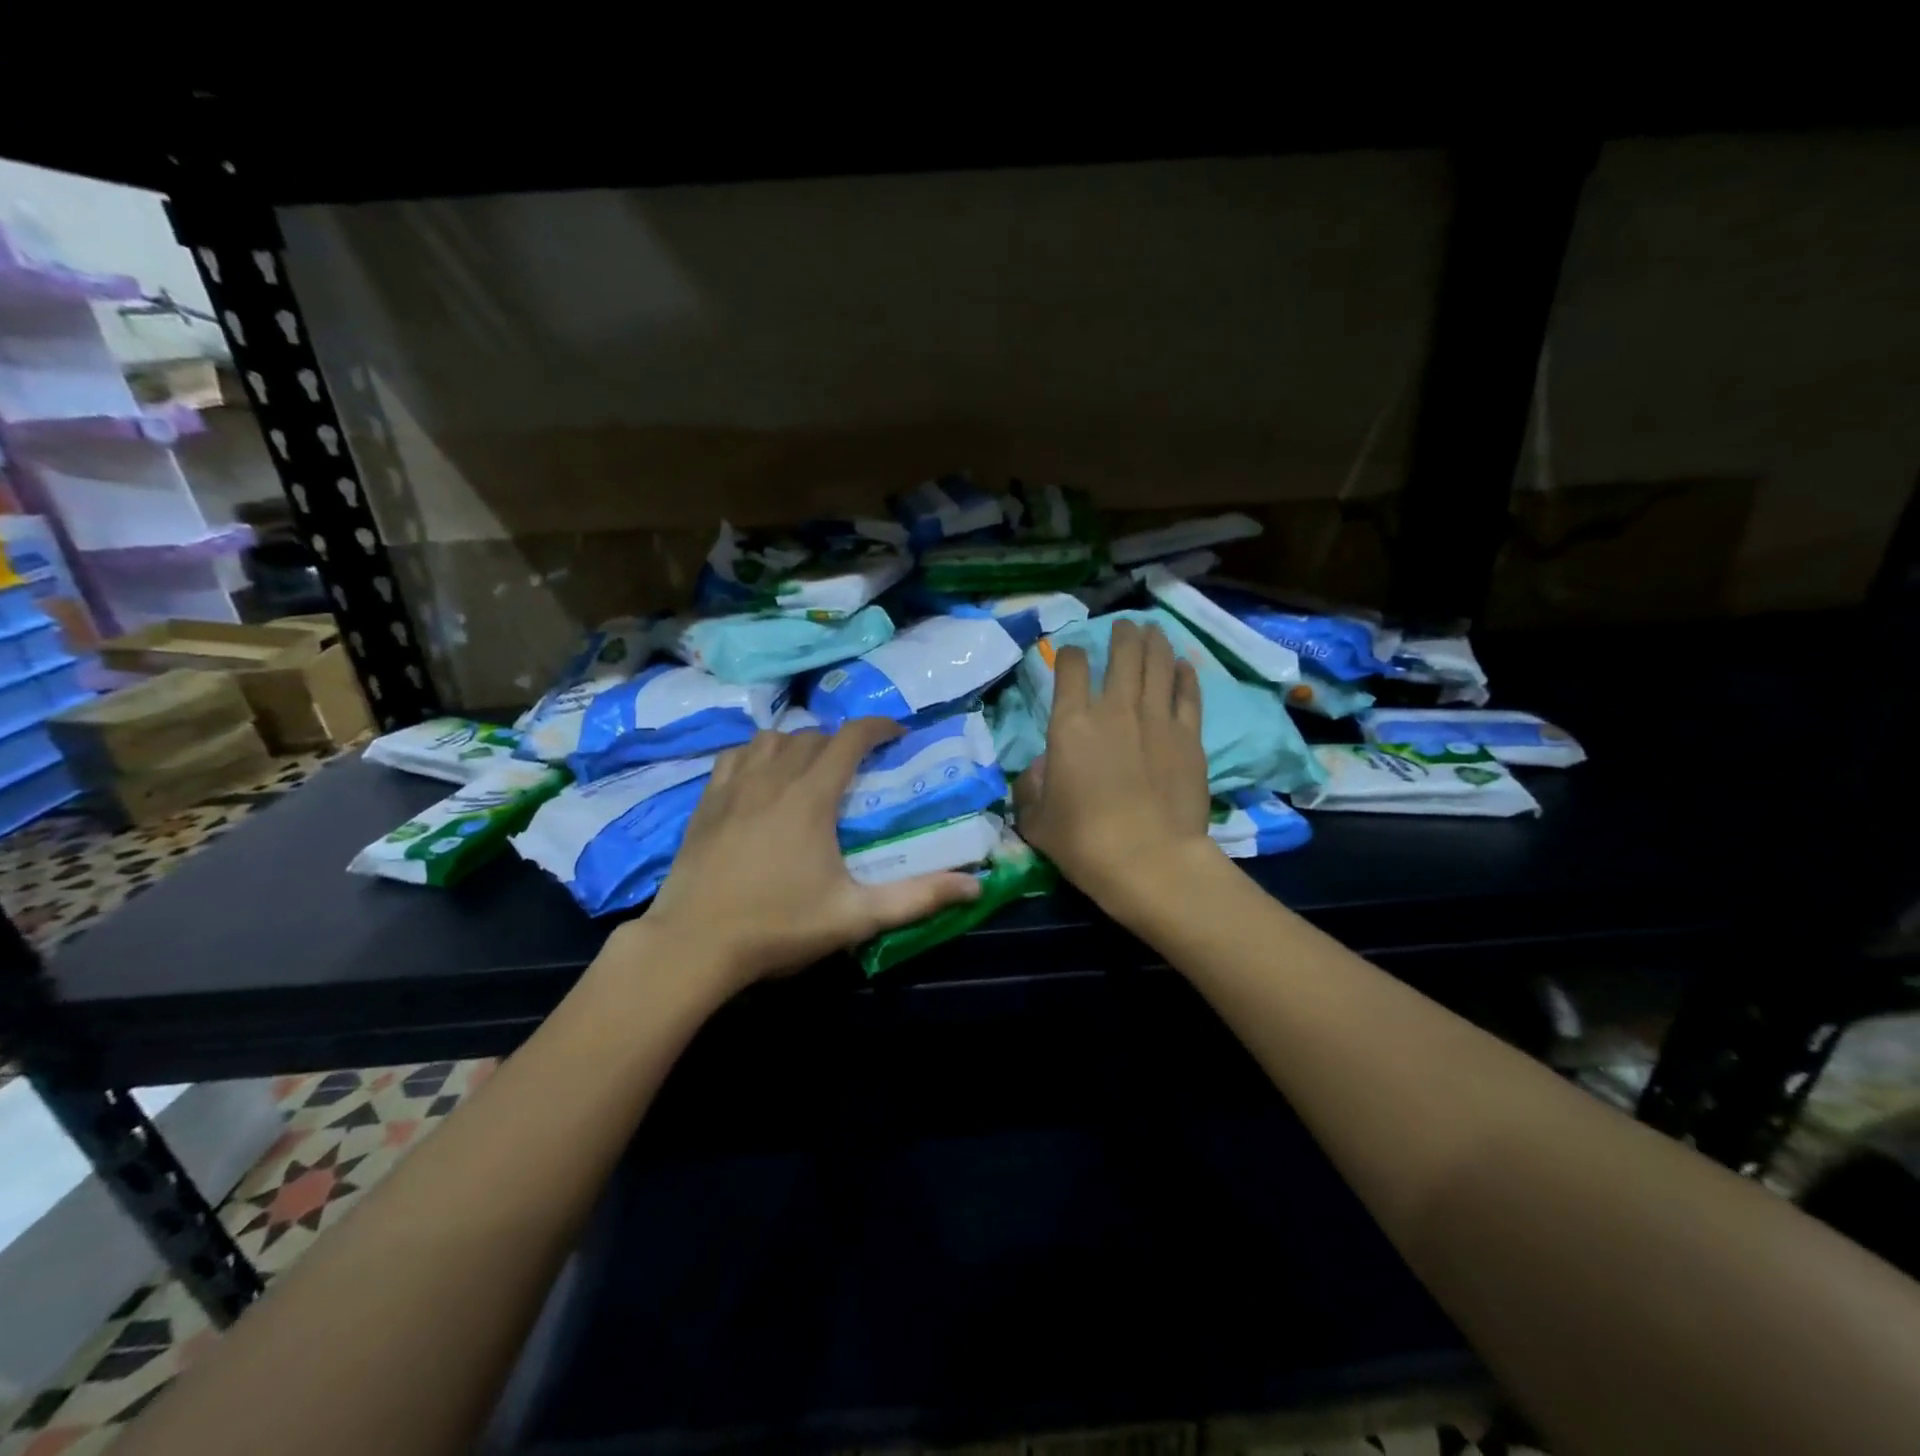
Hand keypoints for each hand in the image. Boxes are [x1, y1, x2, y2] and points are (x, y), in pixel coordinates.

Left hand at [635, 719, 981, 990]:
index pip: (850, 738)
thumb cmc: (778, 927)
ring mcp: (733, 787)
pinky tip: (761, 777)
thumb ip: (918, 898)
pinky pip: (735, 756)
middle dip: (843, 740)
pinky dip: (756, 754)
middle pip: (813, 736)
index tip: (897, 733)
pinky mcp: (705, 802)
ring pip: (771, 739)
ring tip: (812, 766)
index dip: (878, 727)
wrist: (692, 946)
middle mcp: (772, 779)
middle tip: (861, 763)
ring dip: (799, 743)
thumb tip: (976, 886)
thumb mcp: (855, 916)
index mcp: (811, 797)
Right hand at [1013, 620, 1216, 907]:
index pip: (1071, 668)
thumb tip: (1040, 767)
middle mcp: (1115, 709)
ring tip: (1152, 630)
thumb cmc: (1083, 842)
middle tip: (1125, 627)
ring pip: (1158, 664)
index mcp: (1071, 723)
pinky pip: (1188, 693)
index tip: (1074, 656)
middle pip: (1123, 654)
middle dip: (1122, 635)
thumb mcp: (1036, 819)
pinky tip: (1183, 664)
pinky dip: (1185, 674)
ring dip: (1154, 642)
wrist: (1149, 861)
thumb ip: (1031, 786)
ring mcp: (1157, 719)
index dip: (1071, 655)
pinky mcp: (1189, 737)